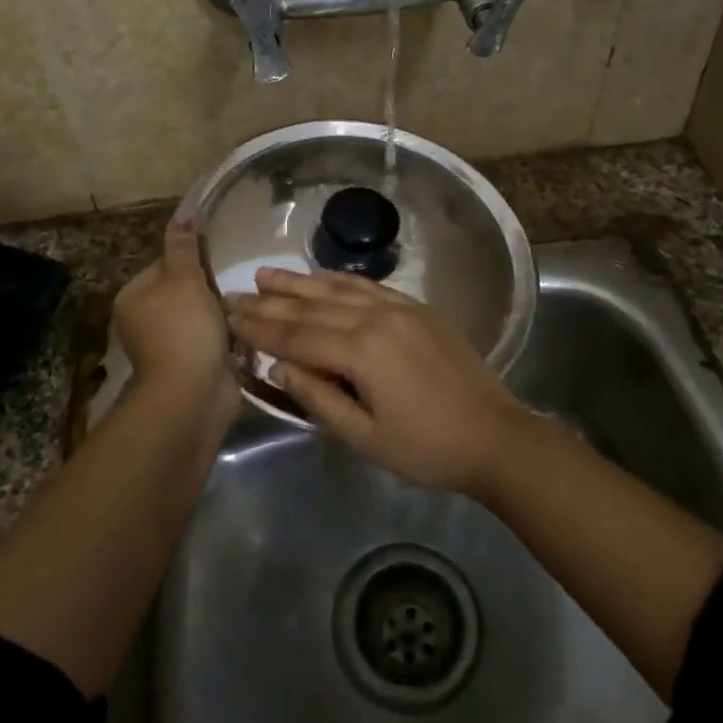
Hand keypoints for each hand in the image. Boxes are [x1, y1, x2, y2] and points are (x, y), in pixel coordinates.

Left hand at [112, 220, 237, 415]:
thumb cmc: (185, 328)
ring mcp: (165, 346)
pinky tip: (241, 335)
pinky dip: (224, 337)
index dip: (192, 262)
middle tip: (231, 289)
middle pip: (183, 291)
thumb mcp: (184, 278)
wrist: (193, 393)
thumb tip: (181, 215)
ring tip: (241, 311)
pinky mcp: (187, 365)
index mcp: (132, 297)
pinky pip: (209, 340)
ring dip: (220, 314)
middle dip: (209, 290)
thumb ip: (183, 247)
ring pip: (199, 316)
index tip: (214, 266)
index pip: (164, 265)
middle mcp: (142, 321)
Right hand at [226, 269, 532, 494]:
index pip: (297, 336)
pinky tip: (321, 277)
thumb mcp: (365, 438)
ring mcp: (400, 308)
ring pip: (339, 289)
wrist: (495, 435)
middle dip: (270, 302)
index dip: (259, 328)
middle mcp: (377, 319)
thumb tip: (278, 367)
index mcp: (361, 352)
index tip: (227, 317)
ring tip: (267, 274)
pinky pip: (370, 287)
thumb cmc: (427, 448)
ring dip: (300, 282)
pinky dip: (339, 280)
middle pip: (312, 308)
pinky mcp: (418, 308)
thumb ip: (319, 399)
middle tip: (234, 292)